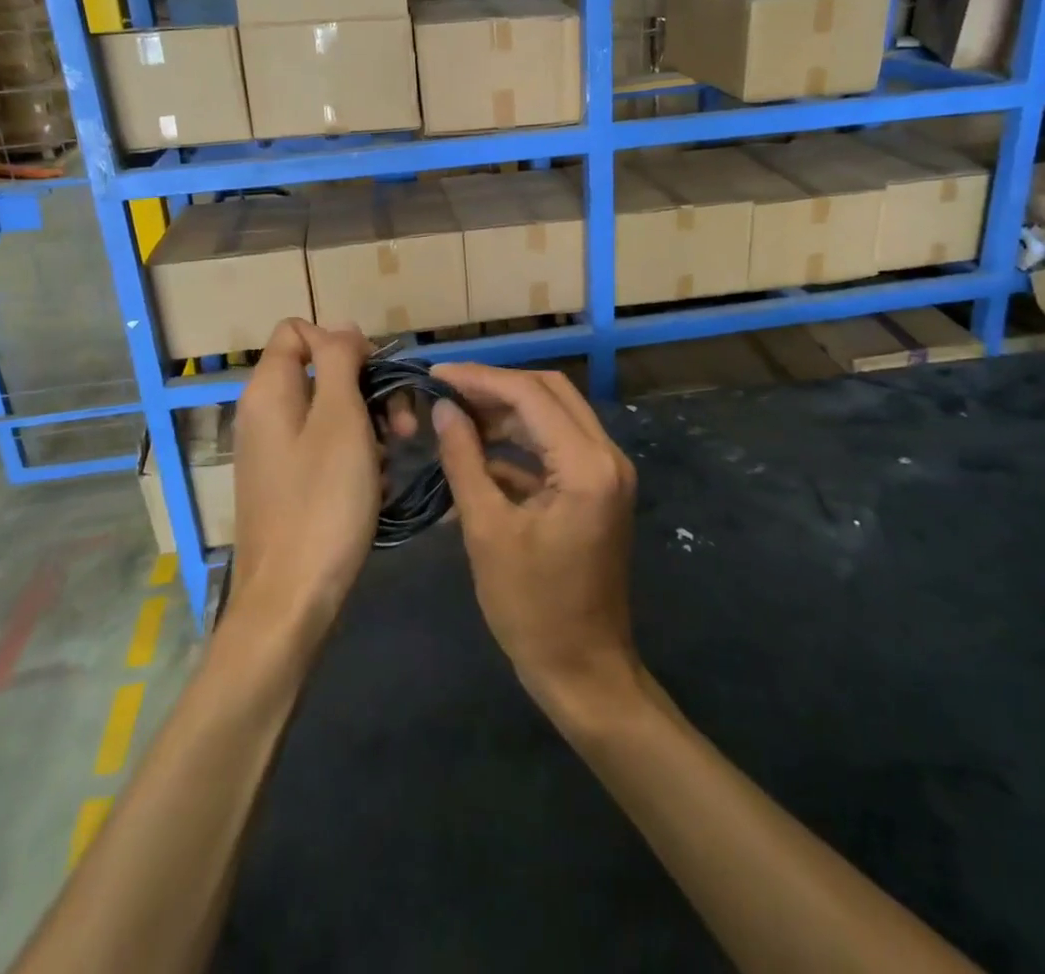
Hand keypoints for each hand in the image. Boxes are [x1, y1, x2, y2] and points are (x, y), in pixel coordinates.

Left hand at [230, 320, 380, 640]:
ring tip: (395, 455)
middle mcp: (265, 412)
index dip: (341, 342)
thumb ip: (340, 362)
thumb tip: (342, 328)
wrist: (291, 599)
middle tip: (402, 424)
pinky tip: (378, 482)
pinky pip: (326, 446)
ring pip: (330, 411)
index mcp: (269, 390)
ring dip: (369, 423)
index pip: (298, 330)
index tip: (375, 376)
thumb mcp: (340, 420)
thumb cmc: (322, 501)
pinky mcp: (288, 481)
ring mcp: (275, 450)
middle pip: (321, 370)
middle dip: (367, 388)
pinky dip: (356, 454)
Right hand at [429, 364, 641, 721]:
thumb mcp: (487, 531)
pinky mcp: (597, 488)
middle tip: (446, 392)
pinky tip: (477, 452)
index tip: (436, 374)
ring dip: (506, 412)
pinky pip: (556, 446)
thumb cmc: (532, 609)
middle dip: (495, 387)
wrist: (583, 671)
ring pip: (553, 415)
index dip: (480, 378)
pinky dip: (519, 443)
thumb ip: (464, 460)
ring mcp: (607, 471)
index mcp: (587, 465)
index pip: (531, 394)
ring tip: (454, 418)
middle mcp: (607, 456)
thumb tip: (443, 410)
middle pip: (549, 392)